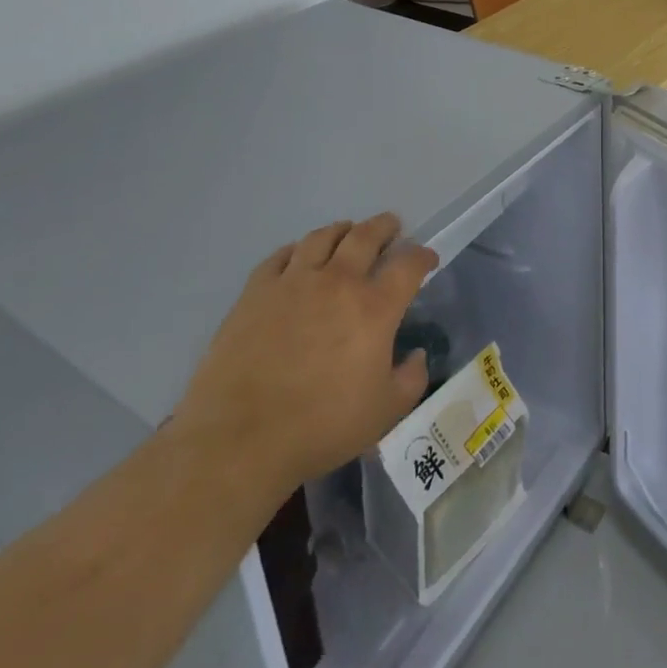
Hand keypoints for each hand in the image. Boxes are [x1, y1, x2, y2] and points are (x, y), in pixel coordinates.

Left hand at [172, 214, 437, 506]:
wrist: (239, 441)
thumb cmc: (320, 428)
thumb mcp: (385, 412)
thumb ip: (411, 379)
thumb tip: (415, 354)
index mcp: (375, 308)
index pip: (409, 265)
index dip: (423, 256)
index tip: (428, 259)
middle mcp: (338, 282)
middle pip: (366, 236)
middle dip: (384, 227)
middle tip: (391, 227)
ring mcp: (293, 282)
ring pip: (322, 237)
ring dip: (342, 230)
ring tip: (347, 233)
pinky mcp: (255, 292)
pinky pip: (280, 256)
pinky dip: (297, 249)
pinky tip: (298, 256)